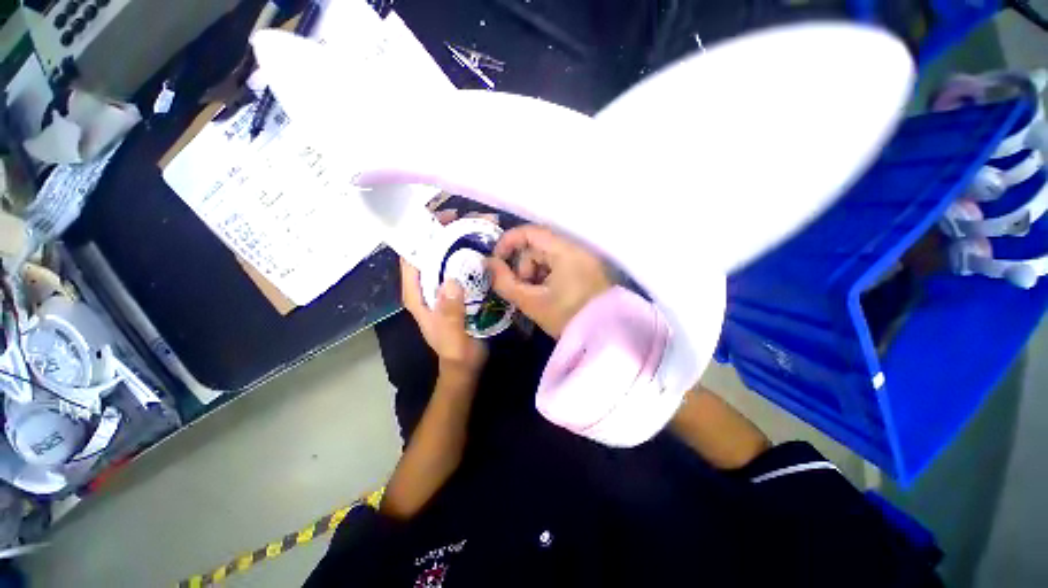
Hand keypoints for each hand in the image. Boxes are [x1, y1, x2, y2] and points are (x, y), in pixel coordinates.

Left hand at [400, 211, 487, 374]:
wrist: (466, 365)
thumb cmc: (456, 353)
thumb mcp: (453, 337)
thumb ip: (450, 313)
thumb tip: (452, 281)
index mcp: (418, 294)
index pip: (412, 256)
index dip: (423, 234)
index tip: (445, 218)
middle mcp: (428, 285)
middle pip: (432, 251)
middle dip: (449, 232)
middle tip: (472, 219)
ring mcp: (443, 286)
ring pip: (449, 256)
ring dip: (464, 240)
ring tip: (485, 227)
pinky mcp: (459, 290)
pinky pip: (463, 266)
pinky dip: (474, 254)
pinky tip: (490, 247)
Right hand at [486, 225, 611, 337]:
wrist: (604, 338)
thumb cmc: (566, 319)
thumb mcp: (531, 302)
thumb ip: (505, 282)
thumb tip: (488, 263)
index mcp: (565, 252)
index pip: (530, 232)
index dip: (508, 242)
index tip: (496, 261)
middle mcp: (577, 249)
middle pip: (538, 245)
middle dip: (523, 266)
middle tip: (522, 289)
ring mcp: (584, 259)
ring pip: (548, 256)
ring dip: (535, 273)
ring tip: (536, 297)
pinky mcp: (587, 270)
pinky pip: (559, 264)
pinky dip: (548, 276)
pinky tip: (548, 296)